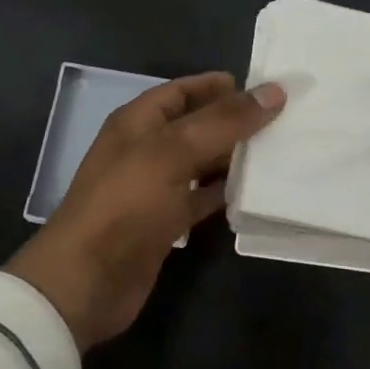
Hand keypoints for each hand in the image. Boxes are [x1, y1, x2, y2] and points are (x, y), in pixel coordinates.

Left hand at [7, 72, 285, 350]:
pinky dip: (227, 193)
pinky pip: (203, 198)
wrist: (87, 281)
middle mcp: (146, 149)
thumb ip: (225, 121)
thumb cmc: (126, 204)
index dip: (218, 86)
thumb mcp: (174, 152)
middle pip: (196, 125)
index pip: (182, 90)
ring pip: (202, 162)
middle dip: (234, 120)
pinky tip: (257, 191)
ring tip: (279, 150)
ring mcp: (155, 188)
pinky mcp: (166, 223)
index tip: (263, 88)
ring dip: (235, 156)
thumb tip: (274, 90)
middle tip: (282, 118)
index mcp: (139, 122)